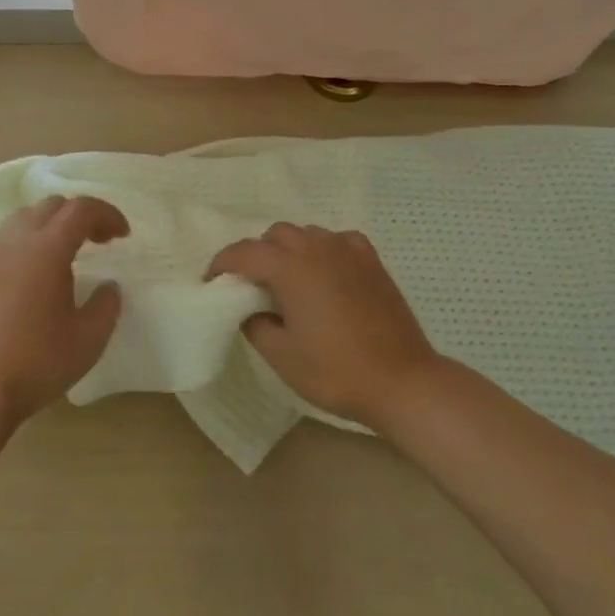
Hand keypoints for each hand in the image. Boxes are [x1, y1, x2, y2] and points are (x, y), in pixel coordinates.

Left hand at [0, 195, 129, 426]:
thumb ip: (106, 306)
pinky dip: (26, 244)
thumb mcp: (88, 340)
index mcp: (46, 249)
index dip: (106, 214)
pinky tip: (33, 277)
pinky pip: (3, 242)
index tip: (122, 235)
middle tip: (99, 242)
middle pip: (50, 206)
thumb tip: (109, 287)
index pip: (80, 209)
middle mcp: (13, 242)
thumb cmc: (35, 363)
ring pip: (22, 219)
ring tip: (65, 257)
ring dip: (50, 226)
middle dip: (80, 216)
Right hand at [207, 222, 442, 429]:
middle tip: (252, 285)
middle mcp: (317, 248)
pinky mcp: (372, 261)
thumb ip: (255, 324)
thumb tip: (250, 310)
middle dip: (258, 254)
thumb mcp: (281, 356)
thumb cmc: (335, 371)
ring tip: (289, 281)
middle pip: (276, 235)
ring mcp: (348, 251)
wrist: (401, 381)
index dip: (222, 263)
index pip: (244, 252)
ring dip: (290, 250)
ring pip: (307, 234)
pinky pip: (338, 241)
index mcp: (290, 267)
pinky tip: (327, 274)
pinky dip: (324, 251)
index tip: (212, 280)